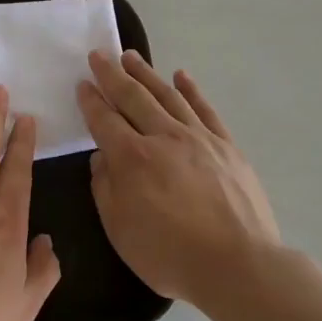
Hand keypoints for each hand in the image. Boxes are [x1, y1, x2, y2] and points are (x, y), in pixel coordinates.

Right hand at [78, 50, 280, 311]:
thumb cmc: (170, 255)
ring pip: (167, 95)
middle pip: (133, 97)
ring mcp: (198, 138)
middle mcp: (163, 137)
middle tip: (99, 55)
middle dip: (112, 75)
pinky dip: (191, 89)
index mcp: (132, 158)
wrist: (239, 265)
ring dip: (146, 74)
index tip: (82, 83)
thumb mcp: (120, 230)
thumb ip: (105, 188)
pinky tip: (181, 76)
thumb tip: (102, 157)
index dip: (91, 100)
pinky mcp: (226, 146)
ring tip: (131, 56)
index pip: (105, 120)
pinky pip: (205, 109)